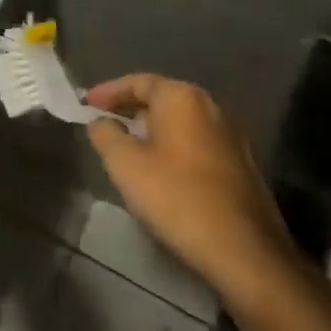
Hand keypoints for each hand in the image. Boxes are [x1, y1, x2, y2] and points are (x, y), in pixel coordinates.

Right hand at [85, 74, 297, 300]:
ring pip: (181, 120)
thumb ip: (106, 134)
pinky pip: (196, 140)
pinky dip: (173, 144)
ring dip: (153, 126)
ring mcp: (231, 134)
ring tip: (128, 143)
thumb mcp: (125, 164)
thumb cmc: (177, 197)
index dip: (109, 91)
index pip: (138, 81)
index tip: (86, 103)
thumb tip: (102, 121)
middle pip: (162, 97)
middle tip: (104, 119)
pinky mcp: (241, 163)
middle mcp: (210, 106)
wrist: (244, 249)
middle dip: (131, 106)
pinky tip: (161, 166)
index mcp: (182, 98)